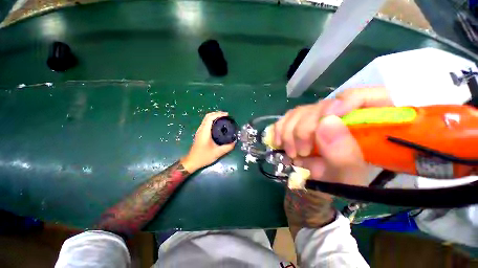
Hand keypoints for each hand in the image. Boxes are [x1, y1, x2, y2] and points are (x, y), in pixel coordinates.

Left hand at [181, 112, 235, 172]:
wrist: (192, 161)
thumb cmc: (203, 156)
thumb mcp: (217, 153)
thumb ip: (227, 147)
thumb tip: (234, 142)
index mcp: (204, 132)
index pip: (210, 118)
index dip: (218, 114)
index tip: (227, 115)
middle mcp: (201, 129)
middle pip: (207, 116)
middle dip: (217, 114)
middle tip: (226, 116)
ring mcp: (200, 131)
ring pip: (206, 119)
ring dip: (214, 117)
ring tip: (223, 119)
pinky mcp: (200, 134)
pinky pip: (206, 123)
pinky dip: (212, 121)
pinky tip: (218, 125)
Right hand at [274, 87, 392, 185]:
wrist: (319, 184)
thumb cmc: (339, 184)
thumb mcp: (347, 179)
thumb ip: (343, 155)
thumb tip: (327, 123)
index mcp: (369, 125)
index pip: (366, 96)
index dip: (346, 101)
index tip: (325, 122)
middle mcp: (343, 116)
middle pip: (322, 105)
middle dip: (305, 128)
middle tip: (301, 152)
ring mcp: (319, 118)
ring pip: (300, 111)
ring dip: (289, 132)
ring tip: (291, 153)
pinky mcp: (302, 122)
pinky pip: (287, 118)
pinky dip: (280, 129)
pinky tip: (279, 143)